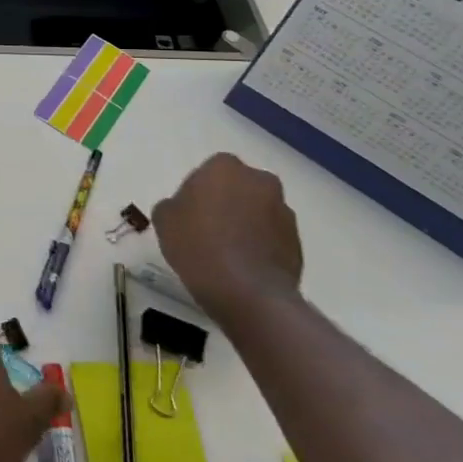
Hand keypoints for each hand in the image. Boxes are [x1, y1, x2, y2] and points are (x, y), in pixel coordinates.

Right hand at [151, 152, 303, 324]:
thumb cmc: (199, 246)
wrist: (248, 293)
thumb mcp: (164, 220)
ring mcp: (284, 211)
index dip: (198, 192)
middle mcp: (259, 181)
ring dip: (247, 223)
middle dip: (227, 202)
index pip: (209, 171)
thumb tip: (185, 209)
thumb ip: (173, 205)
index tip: (189, 214)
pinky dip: (261, 245)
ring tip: (228, 252)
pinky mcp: (298, 242)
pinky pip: (273, 236)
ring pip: (259, 211)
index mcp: (224, 167)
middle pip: (239, 187)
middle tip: (208, 228)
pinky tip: (244, 267)